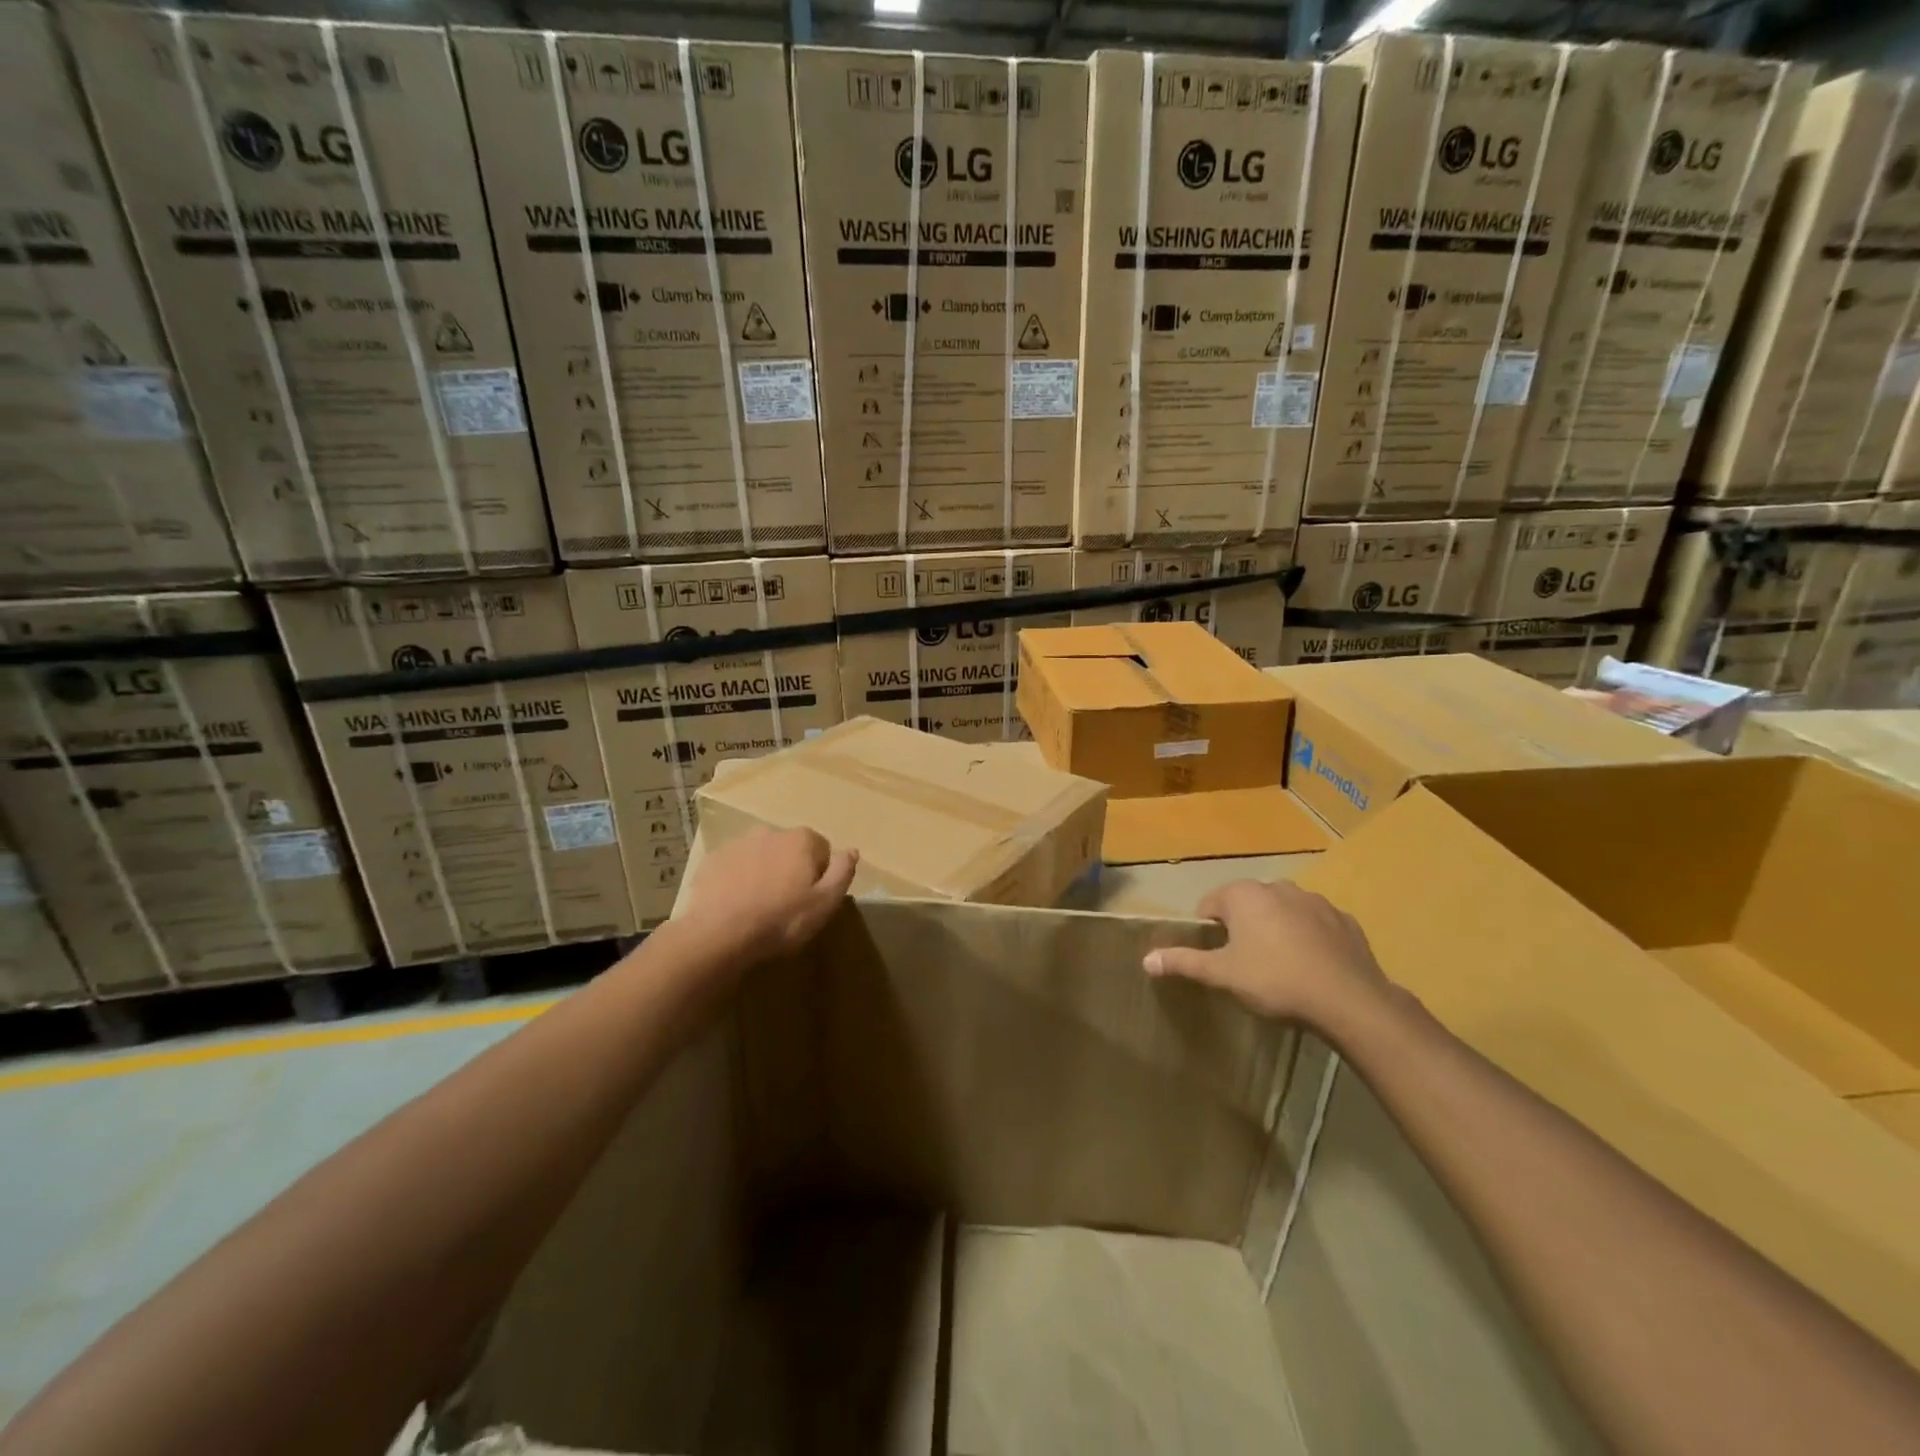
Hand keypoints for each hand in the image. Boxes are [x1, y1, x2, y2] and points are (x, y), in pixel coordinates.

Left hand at [680, 826, 857, 964]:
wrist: (718, 934)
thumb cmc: (780, 920)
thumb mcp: (825, 902)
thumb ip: (842, 872)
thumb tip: (852, 850)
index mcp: (801, 839)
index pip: (822, 851)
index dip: (820, 877)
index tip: (811, 901)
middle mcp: (770, 832)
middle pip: (791, 851)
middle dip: (791, 871)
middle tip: (786, 906)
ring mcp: (737, 844)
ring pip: (761, 857)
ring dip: (764, 874)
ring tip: (759, 908)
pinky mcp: (712, 860)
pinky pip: (734, 867)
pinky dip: (738, 880)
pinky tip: (736, 906)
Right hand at [1143, 880, 1388, 1027]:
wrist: (1348, 1000)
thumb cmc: (1275, 981)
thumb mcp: (1223, 974)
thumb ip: (1184, 962)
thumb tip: (1146, 959)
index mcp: (1244, 895)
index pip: (1210, 905)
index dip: (1208, 932)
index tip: (1217, 959)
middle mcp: (1278, 887)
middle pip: (1247, 906)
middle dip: (1243, 929)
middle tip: (1246, 966)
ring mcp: (1315, 901)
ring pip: (1282, 912)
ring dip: (1276, 931)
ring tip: (1281, 968)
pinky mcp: (1344, 919)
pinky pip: (1315, 925)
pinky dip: (1309, 939)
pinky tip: (1312, 968)